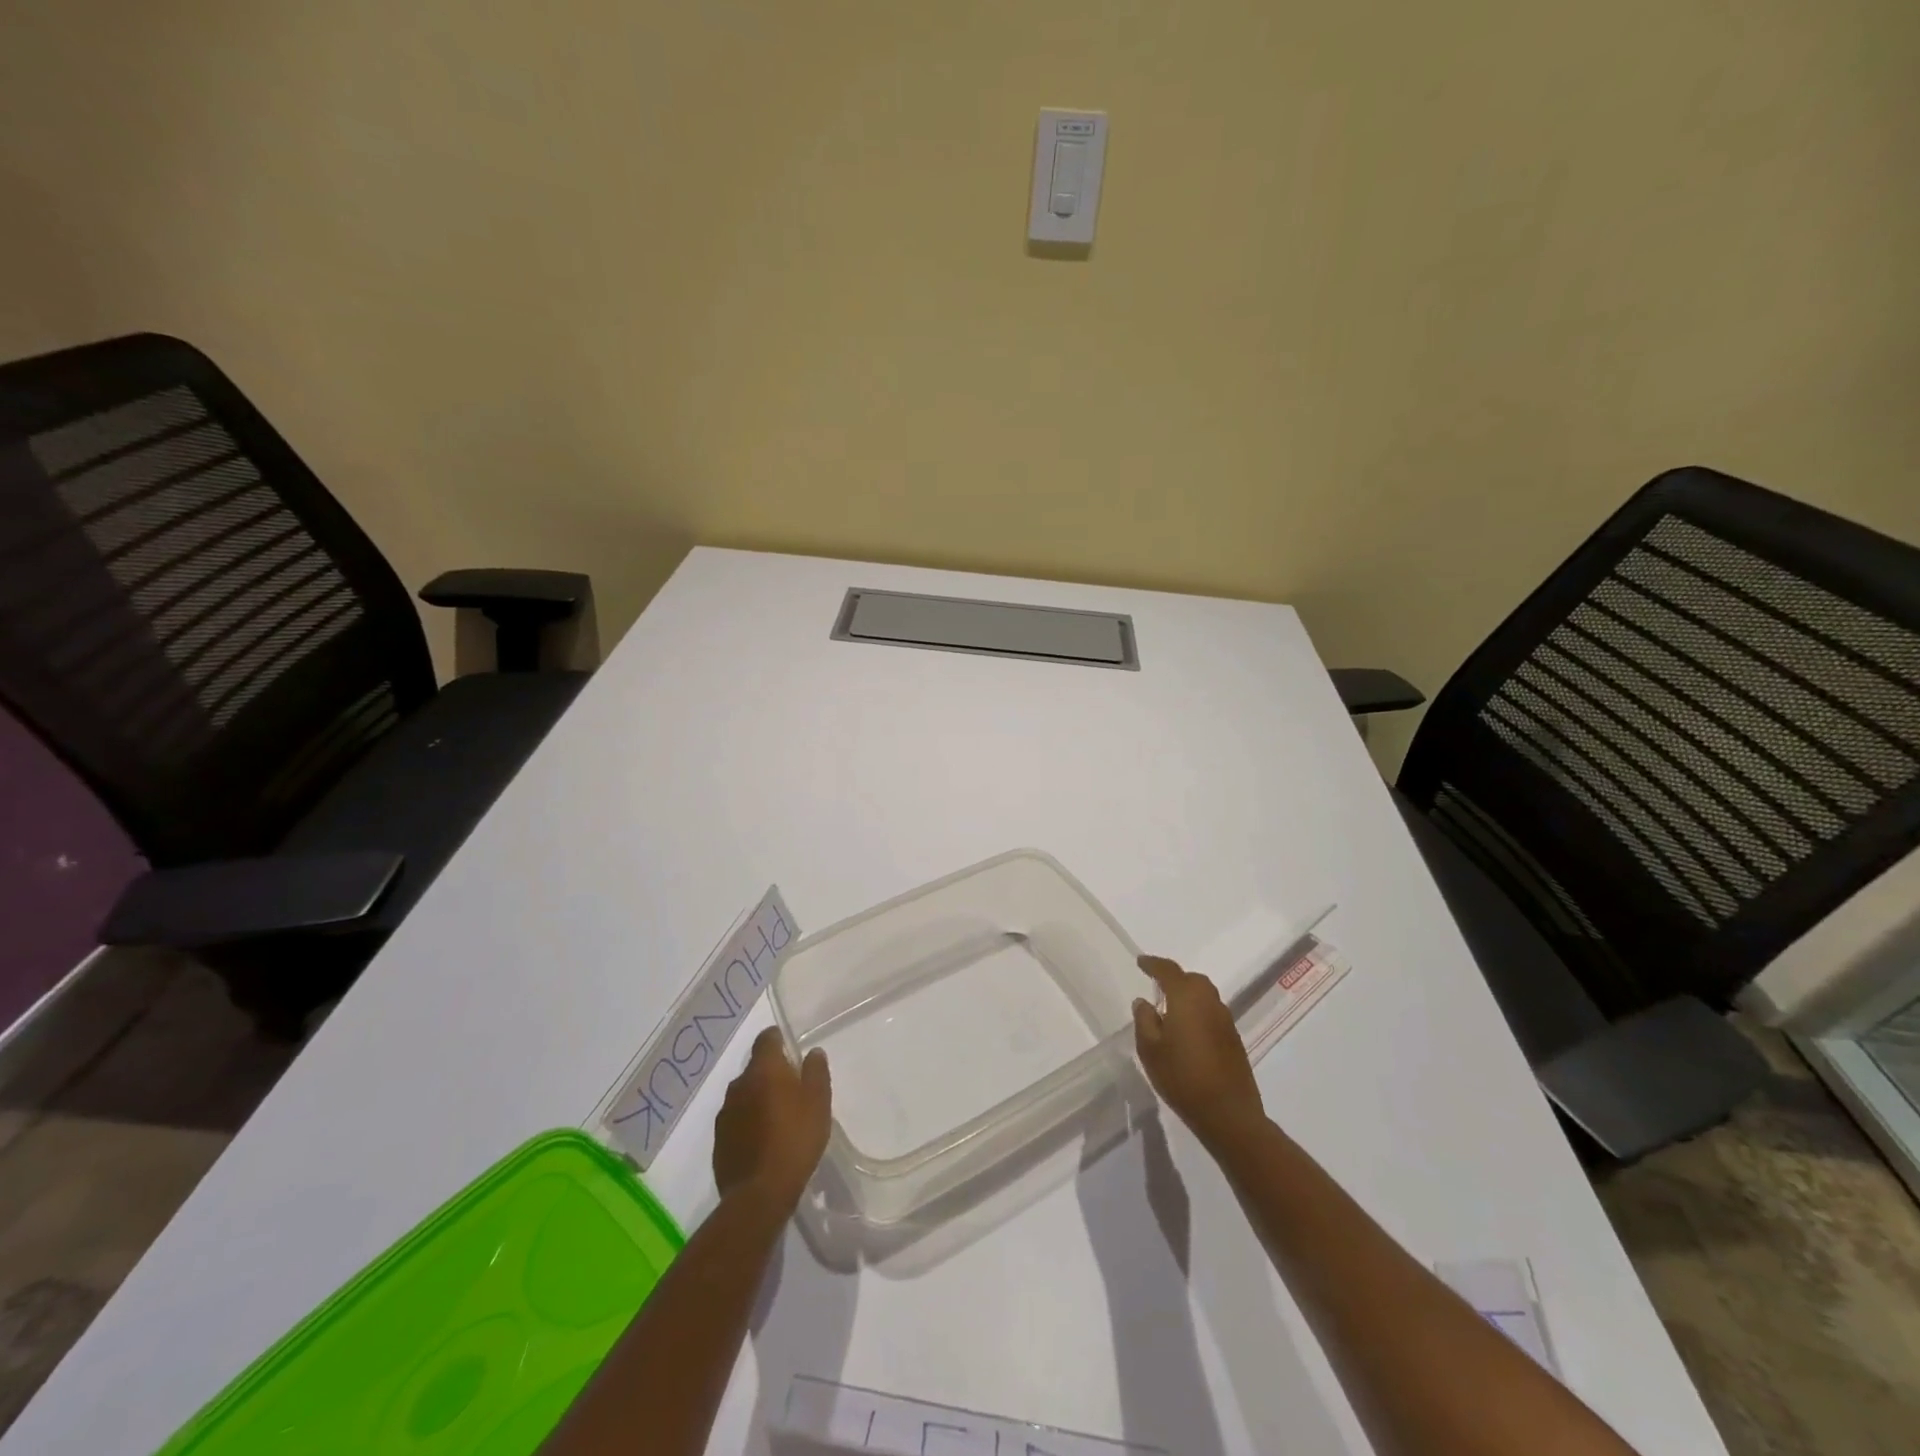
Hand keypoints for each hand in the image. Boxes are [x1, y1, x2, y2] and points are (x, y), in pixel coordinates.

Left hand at [713, 1027, 831, 1213]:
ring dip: (758, 1099)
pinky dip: (748, 1123)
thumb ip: (816, 1072)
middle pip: (755, 1068)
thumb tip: (812, 1053)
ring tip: (778, 1118)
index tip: (789, 1047)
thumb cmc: (795, 1140)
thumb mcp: (818, 1102)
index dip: (777, 1039)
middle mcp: (739, 1085)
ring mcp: (725, 1114)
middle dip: (771, 1073)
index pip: (766, 1039)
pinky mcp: (719, 1141)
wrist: (758, 1195)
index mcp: (763, 1070)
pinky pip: (737, 1120)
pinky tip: (763, 1141)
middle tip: (792, 1089)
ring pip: (744, 1095)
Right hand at [1132, 955, 1264, 1146]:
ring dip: (1189, 996)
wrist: (1228, 1114)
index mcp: (1187, 998)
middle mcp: (1210, 1002)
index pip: (1168, 971)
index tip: (1141, 962)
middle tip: (1157, 986)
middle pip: (1192, 980)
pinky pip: (1213, 1013)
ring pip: (1205, 996)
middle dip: (1175, 979)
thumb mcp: (1150, 1050)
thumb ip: (1144, 1020)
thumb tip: (1144, 1001)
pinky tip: (1189, 1031)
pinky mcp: (1234, 1039)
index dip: (1153, 964)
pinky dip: (1199, 1013)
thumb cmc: (1182, 1077)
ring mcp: (1226, 1021)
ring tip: (1171, 1009)